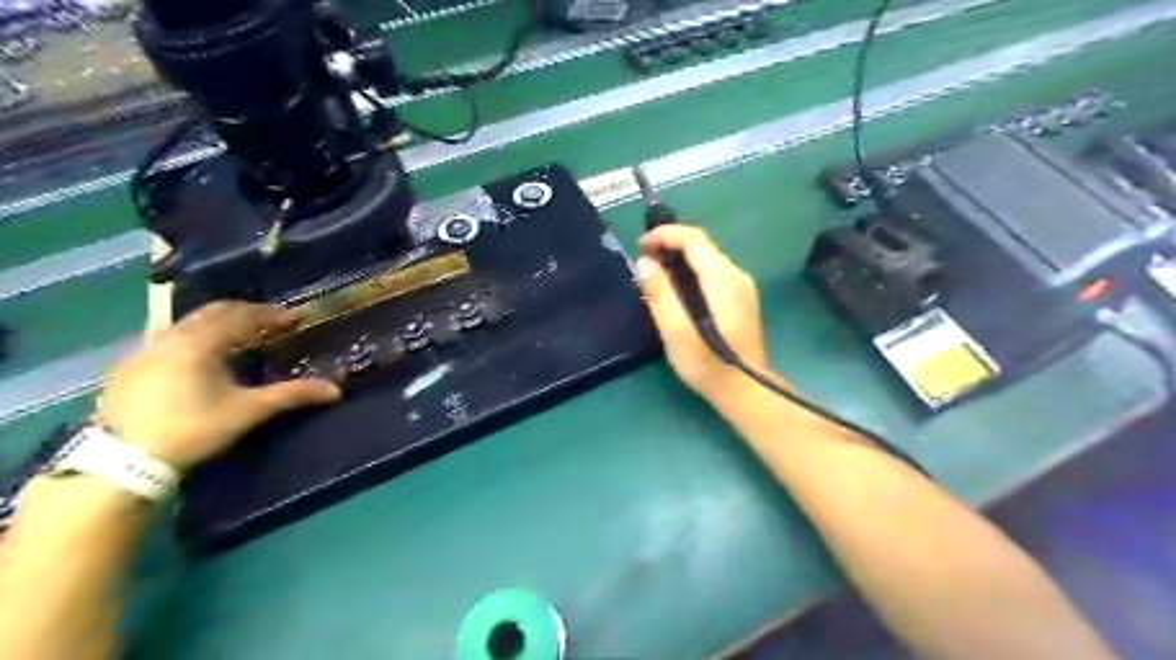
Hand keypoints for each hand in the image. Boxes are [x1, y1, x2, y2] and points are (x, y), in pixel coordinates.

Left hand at [96, 299, 340, 469]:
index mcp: (202, 341)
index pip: (244, 316)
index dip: (273, 315)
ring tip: (239, 337)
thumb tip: (335, 390)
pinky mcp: (127, 368)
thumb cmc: (193, 428)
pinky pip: (169, 340)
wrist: (122, 461)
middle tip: (271, 322)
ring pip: (188, 324)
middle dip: (246, 313)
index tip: (296, 317)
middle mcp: (171, 336)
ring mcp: (144, 350)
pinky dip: (194, 339)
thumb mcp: (248, 411)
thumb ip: (292, 394)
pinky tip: (200, 358)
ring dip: (218, 324)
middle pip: (213, 312)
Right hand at [634, 224, 774, 402]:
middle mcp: (736, 275)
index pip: (693, 238)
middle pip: (702, 245)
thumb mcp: (676, 332)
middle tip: (643, 262)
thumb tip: (644, 262)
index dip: (665, 235)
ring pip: (708, 258)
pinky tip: (677, 290)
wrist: (746, 391)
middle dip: (670, 245)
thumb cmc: (708, 365)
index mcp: (722, 278)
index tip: (640, 246)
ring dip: (680, 259)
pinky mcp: (742, 299)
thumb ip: (660, 294)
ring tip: (655, 275)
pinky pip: (714, 272)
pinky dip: (692, 272)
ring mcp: (742, 287)